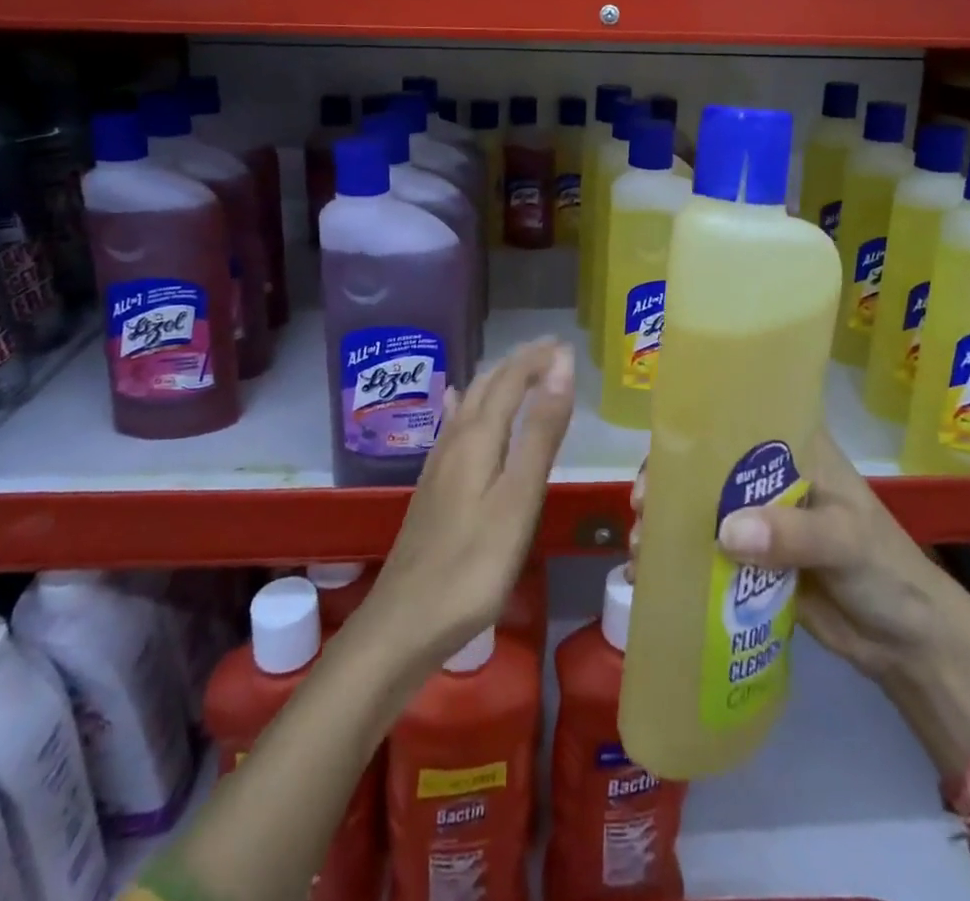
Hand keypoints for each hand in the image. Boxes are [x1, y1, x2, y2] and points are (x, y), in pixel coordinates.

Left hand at [362, 339, 575, 670]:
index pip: (509, 380)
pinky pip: (453, 426)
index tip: (565, 345)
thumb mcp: (519, 499)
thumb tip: (560, 368)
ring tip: (519, 371)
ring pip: (468, 404)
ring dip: (496, 381)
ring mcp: (439, 465)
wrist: (403, 624)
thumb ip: (541, 433)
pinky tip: (457, 405)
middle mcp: (455, 441)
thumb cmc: (472, 565)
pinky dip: (467, 404)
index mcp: (477, 438)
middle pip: (486, 386)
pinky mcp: (432, 488)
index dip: (536, 359)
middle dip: (518, 363)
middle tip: (549, 352)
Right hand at [630, 425, 959, 687]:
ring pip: (700, 509)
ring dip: (666, 523)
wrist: (907, 644)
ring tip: (640, 549)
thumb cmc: (886, 571)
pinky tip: (648, 577)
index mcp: (795, 448)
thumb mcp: (847, 541)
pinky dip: (677, 561)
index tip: (661, 457)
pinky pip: (706, 553)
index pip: (737, 419)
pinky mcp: (752, 561)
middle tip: (642, 507)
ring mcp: (759, 519)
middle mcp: (769, 475)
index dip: (694, 431)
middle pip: (706, 465)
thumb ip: (794, 534)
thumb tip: (725, 532)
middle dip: (667, 482)